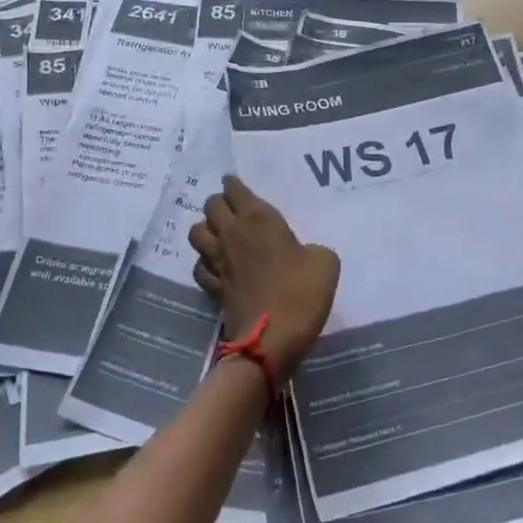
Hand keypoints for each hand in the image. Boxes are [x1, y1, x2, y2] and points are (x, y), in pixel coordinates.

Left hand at [189, 176, 338, 383]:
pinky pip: (199, 266)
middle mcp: (232, 234)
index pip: (235, 189)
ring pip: (196, 232)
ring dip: (205, 229)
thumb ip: (312, 249)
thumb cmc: (301, 293)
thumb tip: (303, 253)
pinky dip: (204, 263)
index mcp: (258, 219)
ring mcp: (218, 261)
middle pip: (211, 206)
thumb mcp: (325, 262)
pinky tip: (215, 267)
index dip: (234, 184)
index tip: (235, 184)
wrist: (272, 338)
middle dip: (219, 203)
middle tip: (231, 208)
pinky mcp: (212, 287)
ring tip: (218, 234)